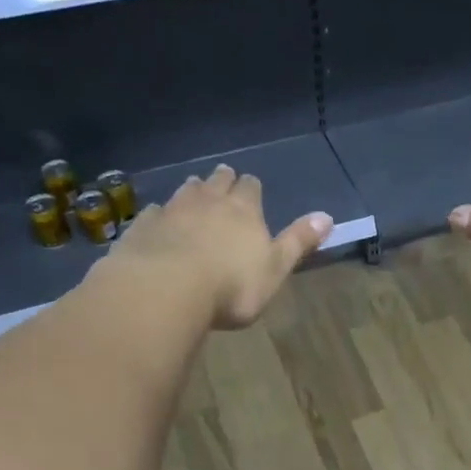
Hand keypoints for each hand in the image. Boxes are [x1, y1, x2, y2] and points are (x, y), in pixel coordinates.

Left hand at [107, 165, 331, 329]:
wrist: (166, 289)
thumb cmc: (232, 285)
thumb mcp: (276, 268)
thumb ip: (299, 242)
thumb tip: (327, 217)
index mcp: (244, 210)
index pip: (251, 187)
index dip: (252, 187)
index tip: (251, 188)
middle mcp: (209, 201)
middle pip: (217, 181)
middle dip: (222, 180)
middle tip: (223, 181)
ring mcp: (172, 211)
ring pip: (185, 191)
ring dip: (192, 190)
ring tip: (194, 193)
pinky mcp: (144, 226)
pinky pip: (154, 212)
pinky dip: (160, 214)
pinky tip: (158, 219)